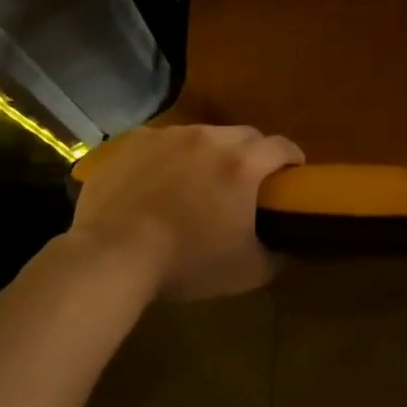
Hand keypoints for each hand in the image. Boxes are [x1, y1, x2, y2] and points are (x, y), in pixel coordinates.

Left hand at [70, 124, 303, 300]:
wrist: (112, 256)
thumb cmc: (187, 262)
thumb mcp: (247, 271)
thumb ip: (279, 256)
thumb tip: (294, 249)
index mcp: (242, 164)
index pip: (282, 146)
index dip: (293, 157)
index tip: (294, 173)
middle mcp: (208, 138)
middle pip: (244, 135)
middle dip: (253, 152)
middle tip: (247, 180)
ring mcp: (167, 136)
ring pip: (202, 135)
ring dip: (209, 153)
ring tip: (199, 180)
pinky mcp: (133, 142)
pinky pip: (162, 142)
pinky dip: (169, 156)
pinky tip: (159, 181)